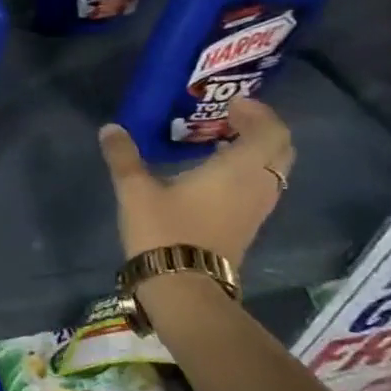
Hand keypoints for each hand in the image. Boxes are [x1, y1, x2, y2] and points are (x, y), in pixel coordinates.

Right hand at [96, 98, 294, 267]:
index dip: (258, 113)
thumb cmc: (165, 231)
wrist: (184, 287)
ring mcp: (256, 210)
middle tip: (229, 119)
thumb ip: (124, 156)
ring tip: (218, 143)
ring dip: (254, 152)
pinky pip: (259, 188)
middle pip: (280, 150)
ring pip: (272, 171)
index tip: (231, 103)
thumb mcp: (135, 190)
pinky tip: (213, 175)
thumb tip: (110, 128)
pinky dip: (246, 172)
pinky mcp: (247, 226)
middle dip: (261, 130)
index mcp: (239, 169)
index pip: (271, 131)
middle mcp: (258, 186)